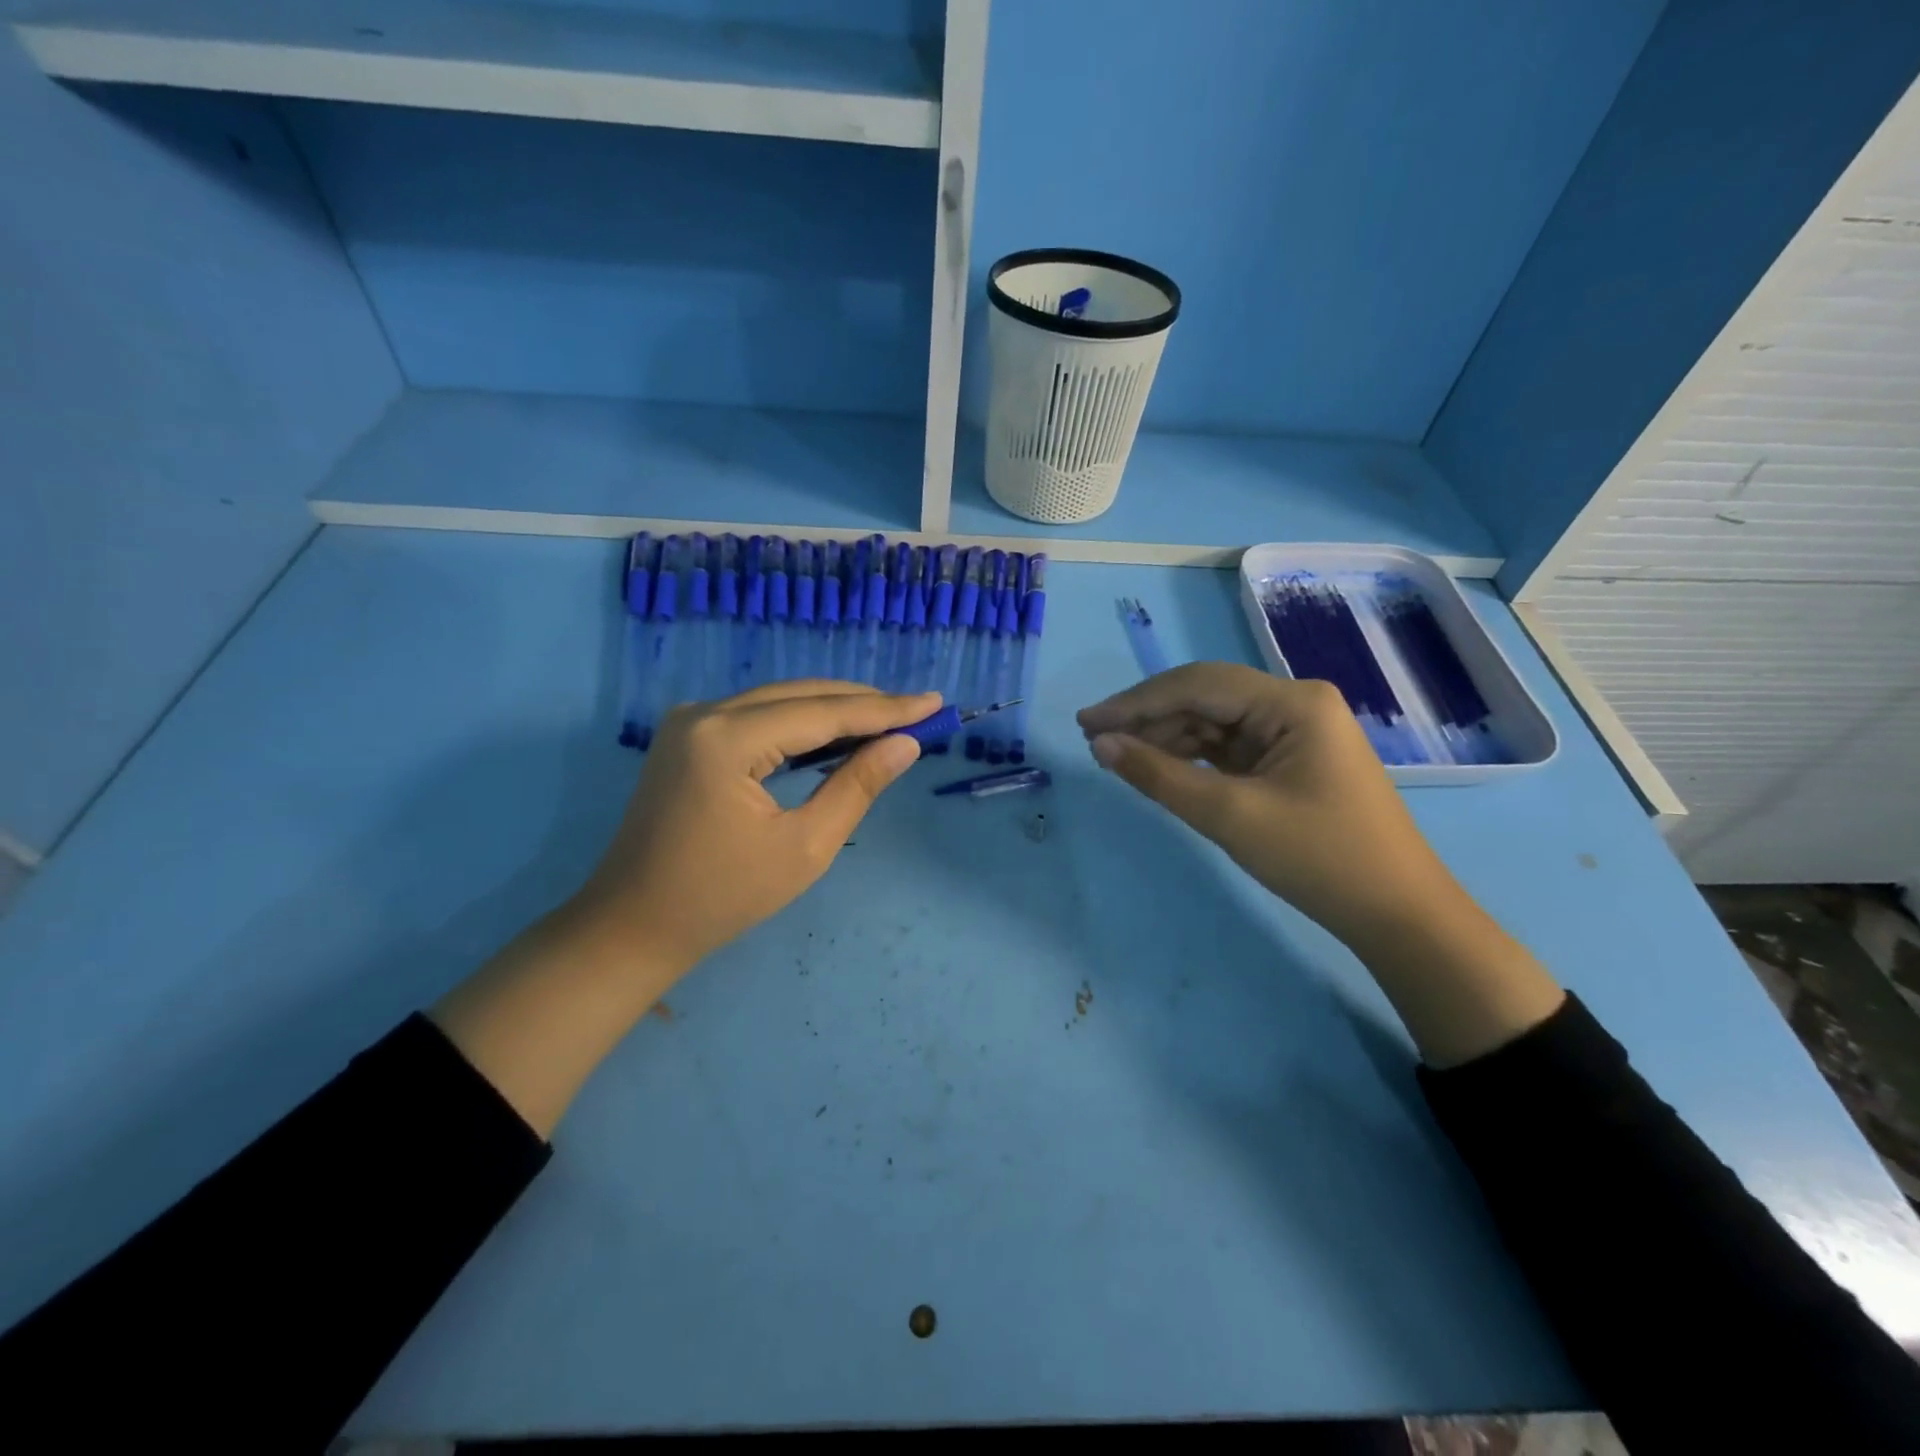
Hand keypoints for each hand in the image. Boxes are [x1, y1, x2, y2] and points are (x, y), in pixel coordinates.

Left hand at [572, 681, 939, 972]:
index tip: (934, 703)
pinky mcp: (688, 735)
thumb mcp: (803, 848)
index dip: (884, 709)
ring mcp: (690, 720)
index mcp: (726, 738)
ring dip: (834, 710)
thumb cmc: (721, 898)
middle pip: (800, 696)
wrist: (633, 925)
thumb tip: (906, 744)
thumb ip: (856, 787)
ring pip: (780, 700)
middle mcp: (704, 713)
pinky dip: (801, 722)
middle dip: (863, 703)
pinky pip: (759, 716)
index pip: (822, 713)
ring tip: (890, 719)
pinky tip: (836, 732)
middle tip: (919, 710)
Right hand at [1077, 663, 1562, 1065]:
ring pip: (1214, 722)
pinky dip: (1193, 757)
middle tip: (1095, 739)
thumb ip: (1159, 775)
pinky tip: (1160, 766)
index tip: (1087, 722)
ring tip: (1118, 756)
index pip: (1197, 685)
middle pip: (1205, 698)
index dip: (1136, 702)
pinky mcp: (1290, 760)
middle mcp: (1295, 704)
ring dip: (1167, 737)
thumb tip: (1102, 745)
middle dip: (1148, 717)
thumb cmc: (1318, 859)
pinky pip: (1229, 746)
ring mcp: (1295, 732)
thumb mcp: (1229, 815)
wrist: (1396, 914)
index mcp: (1292, 702)